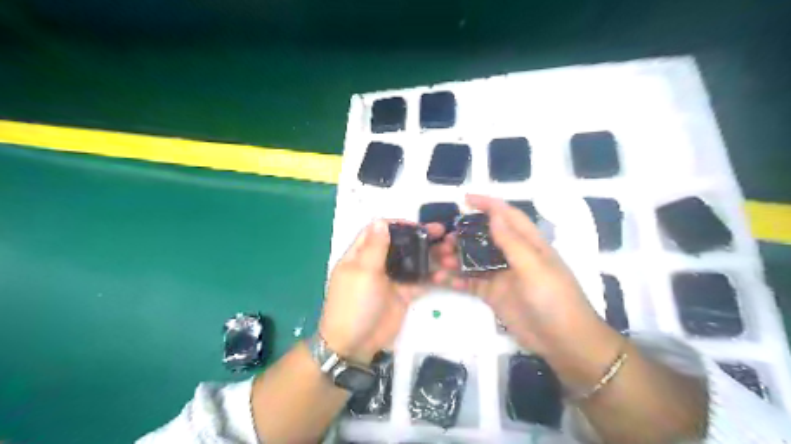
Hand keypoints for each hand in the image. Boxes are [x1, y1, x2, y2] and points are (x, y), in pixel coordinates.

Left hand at [321, 219, 443, 363]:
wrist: (355, 344)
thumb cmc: (354, 303)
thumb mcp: (363, 272)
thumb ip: (375, 247)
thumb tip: (380, 220)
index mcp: (361, 254)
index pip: (378, 230)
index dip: (397, 224)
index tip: (418, 224)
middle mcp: (377, 263)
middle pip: (400, 244)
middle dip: (420, 237)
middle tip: (442, 232)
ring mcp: (391, 279)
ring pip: (413, 261)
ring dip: (430, 255)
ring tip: (449, 251)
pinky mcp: (403, 294)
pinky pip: (420, 280)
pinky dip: (432, 276)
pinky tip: (445, 273)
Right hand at [435, 197, 606, 355]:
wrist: (563, 341)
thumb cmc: (554, 298)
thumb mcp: (534, 267)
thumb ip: (512, 241)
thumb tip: (495, 213)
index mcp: (529, 243)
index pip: (507, 216)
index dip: (488, 204)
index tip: (465, 199)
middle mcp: (513, 256)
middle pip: (485, 237)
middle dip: (464, 234)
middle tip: (445, 238)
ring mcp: (502, 276)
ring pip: (474, 259)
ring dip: (456, 257)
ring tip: (438, 259)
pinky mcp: (493, 294)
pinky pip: (470, 282)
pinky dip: (456, 280)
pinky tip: (440, 280)